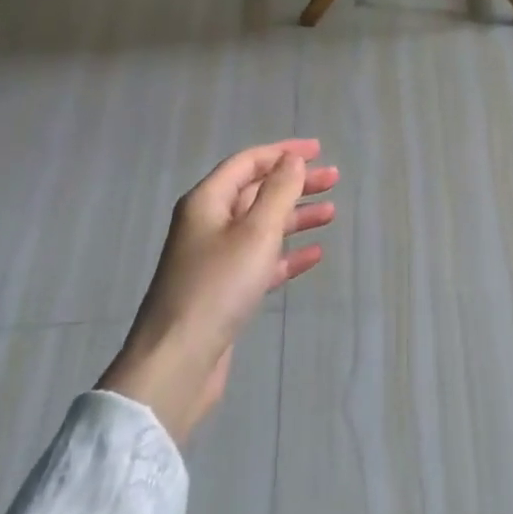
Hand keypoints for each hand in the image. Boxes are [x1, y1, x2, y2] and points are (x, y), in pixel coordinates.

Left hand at [100, 139, 337, 442]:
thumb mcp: (255, 232)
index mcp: (207, 201)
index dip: (283, 153)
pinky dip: (287, 253)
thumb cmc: (218, 286)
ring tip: (332, 214)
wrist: (178, 362)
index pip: (248, 162)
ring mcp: (215, 258)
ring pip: (262, 226)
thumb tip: (292, 160)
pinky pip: (261, 260)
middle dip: (295, 184)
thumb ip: (278, 191)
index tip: (318, 151)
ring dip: (296, 217)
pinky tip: (314, 254)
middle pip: (256, 192)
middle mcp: (208, 223)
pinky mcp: (224, 290)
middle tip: (334, 180)